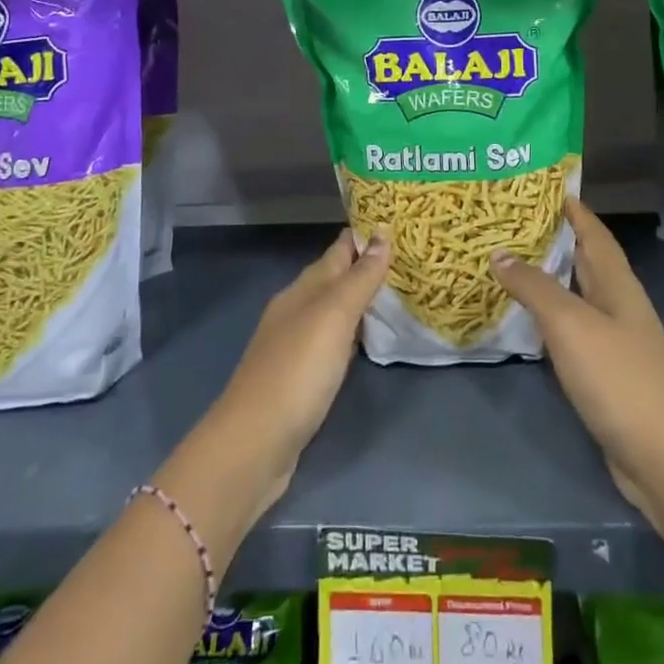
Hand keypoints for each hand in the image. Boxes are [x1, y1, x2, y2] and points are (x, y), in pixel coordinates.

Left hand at [193, 229, 390, 520]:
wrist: (254, 444)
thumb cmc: (297, 371)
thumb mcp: (332, 317)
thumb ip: (359, 278)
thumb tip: (381, 233)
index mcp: (303, 289)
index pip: (338, 250)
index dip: (364, 235)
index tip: (398, 220)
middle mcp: (297, 310)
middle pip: (335, 278)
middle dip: (367, 265)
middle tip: (410, 256)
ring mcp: (296, 345)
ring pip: (334, 310)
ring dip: (361, 299)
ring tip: (399, 291)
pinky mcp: (301, 377)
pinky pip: (334, 341)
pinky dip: (353, 332)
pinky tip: (369, 339)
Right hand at [490, 199, 663, 529]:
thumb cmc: (620, 378)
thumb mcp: (571, 325)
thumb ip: (535, 287)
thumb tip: (500, 253)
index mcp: (617, 284)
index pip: (594, 233)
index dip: (573, 208)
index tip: (543, 185)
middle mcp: (619, 305)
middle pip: (586, 260)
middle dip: (556, 237)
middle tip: (512, 220)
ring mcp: (615, 341)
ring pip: (578, 294)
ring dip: (550, 276)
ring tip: (510, 260)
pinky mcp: (607, 373)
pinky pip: (573, 329)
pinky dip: (550, 316)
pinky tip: (528, 319)